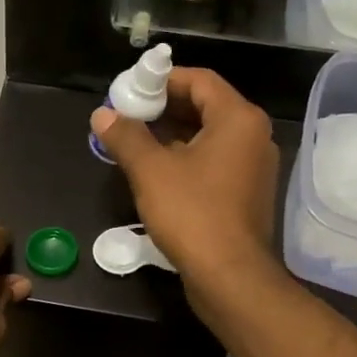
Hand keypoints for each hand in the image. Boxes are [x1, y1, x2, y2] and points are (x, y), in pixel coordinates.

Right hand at [90, 68, 277, 279]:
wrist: (229, 276)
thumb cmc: (193, 213)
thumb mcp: (151, 171)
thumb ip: (126, 137)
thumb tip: (103, 114)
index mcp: (238, 119)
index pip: (199, 80)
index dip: (162, 80)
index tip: (130, 89)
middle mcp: (253, 136)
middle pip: (206, 106)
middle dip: (164, 108)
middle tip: (127, 115)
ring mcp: (253, 168)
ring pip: (209, 137)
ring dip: (172, 135)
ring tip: (134, 142)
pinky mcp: (246, 194)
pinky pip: (214, 163)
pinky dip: (186, 159)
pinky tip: (156, 172)